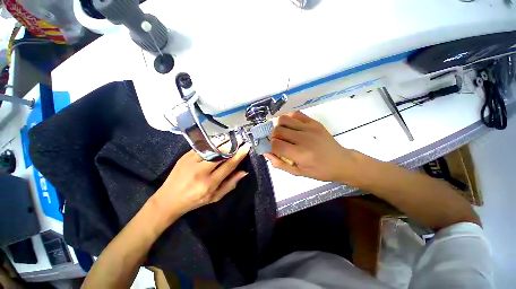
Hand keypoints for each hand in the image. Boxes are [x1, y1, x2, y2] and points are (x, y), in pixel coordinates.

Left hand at [154, 144, 250, 218]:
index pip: (229, 165)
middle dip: (232, 145)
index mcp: (209, 183)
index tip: (246, 146)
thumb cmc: (195, 200)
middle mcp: (200, 171)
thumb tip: (244, 172)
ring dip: (223, 141)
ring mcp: (191, 162)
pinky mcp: (184, 156)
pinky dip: (212, 143)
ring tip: (231, 137)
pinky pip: (202, 147)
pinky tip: (218, 140)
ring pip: (211, 148)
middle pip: (220, 154)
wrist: (168, 199)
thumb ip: (230, 184)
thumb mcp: (215, 197)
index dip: (239, 155)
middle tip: (240, 139)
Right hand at [264, 111, 360, 182]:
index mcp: (300, 154)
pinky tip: (289, 125)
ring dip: (278, 125)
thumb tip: (267, 153)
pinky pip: (296, 114)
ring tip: (282, 132)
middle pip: (278, 130)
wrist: (341, 161)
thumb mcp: (298, 173)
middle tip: (276, 141)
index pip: (275, 145)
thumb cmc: (319, 170)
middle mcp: (303, 139)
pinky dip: (288, 118)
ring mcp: (309, 128)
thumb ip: (281, 164)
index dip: (269, 146)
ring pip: (284, 119)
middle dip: (272, 136)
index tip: (271, 148)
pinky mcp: (314, 122)